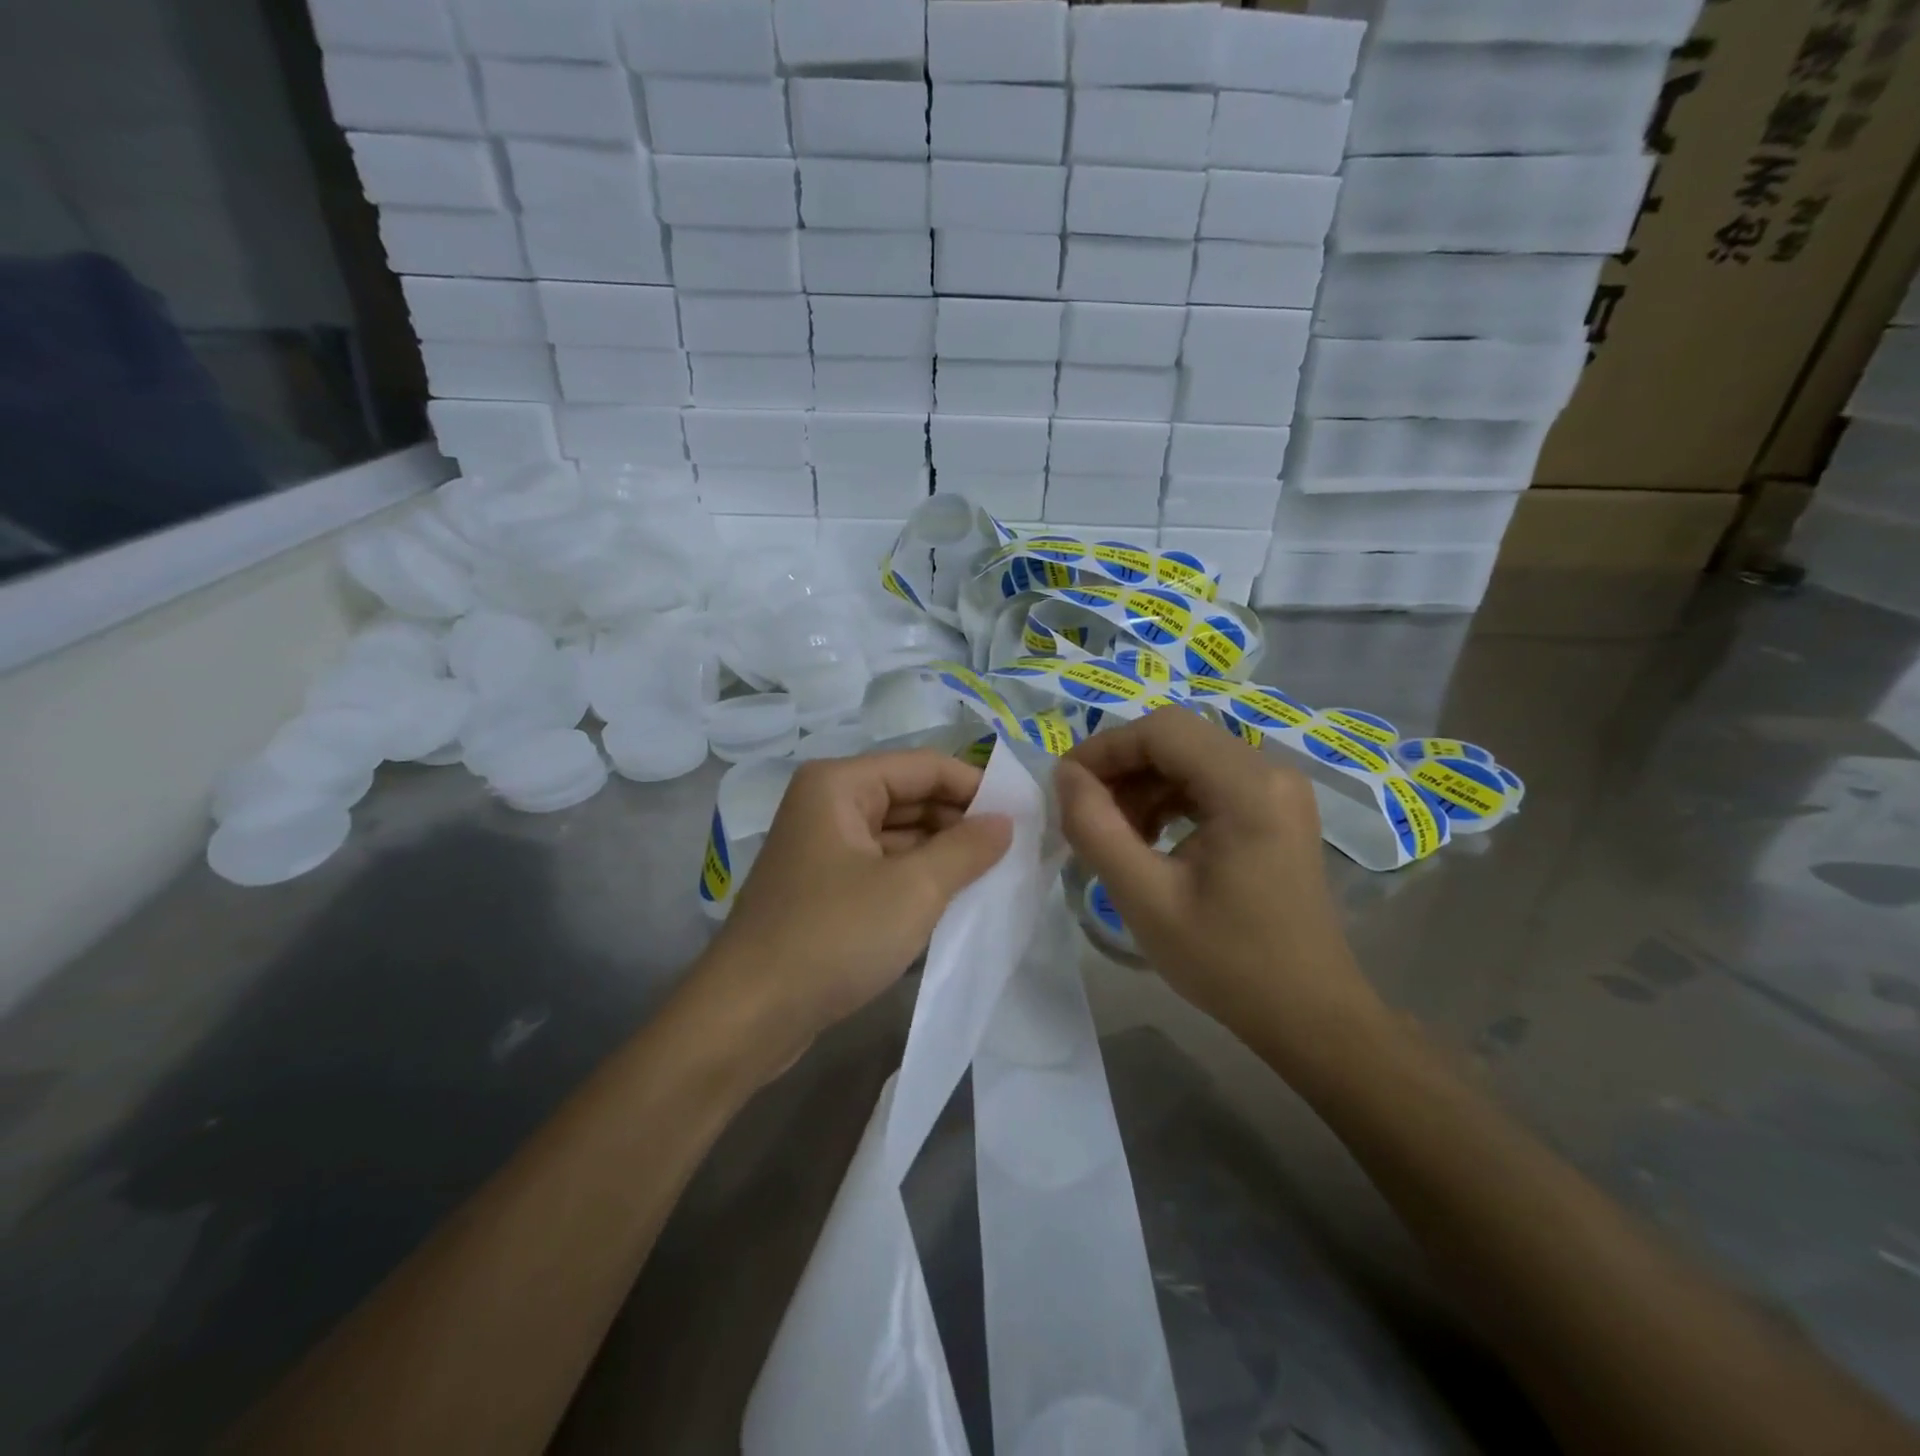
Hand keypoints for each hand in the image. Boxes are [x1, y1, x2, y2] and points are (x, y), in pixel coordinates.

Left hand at [700, 751, 1012, 1073]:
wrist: (748, 1017)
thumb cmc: (833, 936)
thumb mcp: (913, 889)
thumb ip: (967, 848)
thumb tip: (1006, 821)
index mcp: (840, 784)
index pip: (925, 766)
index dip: (977, 787)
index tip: (1025, 815)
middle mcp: (828, 803)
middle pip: (911, 796)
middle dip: (961, 821)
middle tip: (1017, 849)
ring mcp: (823, 846)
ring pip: (899, 834)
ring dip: (943, 852)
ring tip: (997, 874)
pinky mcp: (825, 886)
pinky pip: (883, 866)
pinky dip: (918, 877)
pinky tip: (955, 898)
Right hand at [1054, 708, 1383, 1069]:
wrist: (1308, 1013)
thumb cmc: (1227, 962)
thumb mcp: (1145, 898)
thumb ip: (1095, 828)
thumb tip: (1065, 775)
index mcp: (1248, 787)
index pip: (1162, 730)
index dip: (1105, 749)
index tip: (1065, 786)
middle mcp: (1271, 771)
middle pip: (1177, 739)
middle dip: (1122, 769)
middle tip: (1085, 815)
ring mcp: (1279, 789)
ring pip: (1190, 758)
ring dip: (1143, 786)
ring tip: (1116, 835)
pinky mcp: (1276, 809)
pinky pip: (1210, 781)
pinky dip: (1170, 800)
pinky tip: (1151, 839)